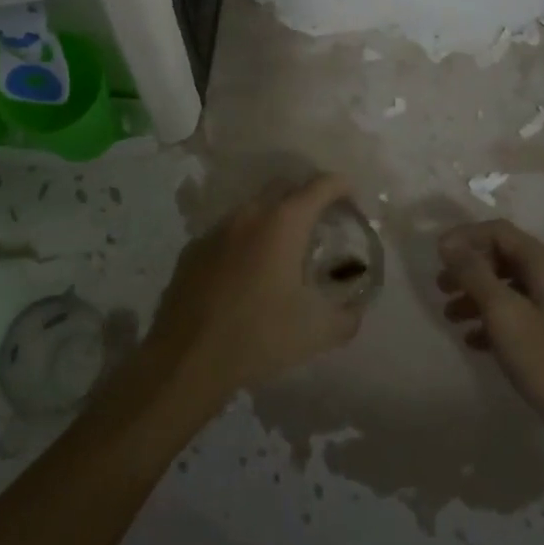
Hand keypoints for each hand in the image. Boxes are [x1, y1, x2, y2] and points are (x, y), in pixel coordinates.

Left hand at [146, 175, 366, 400]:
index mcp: (284, 222)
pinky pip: (228, 233)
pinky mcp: (193, 249)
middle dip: (307, 198)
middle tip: (320, 224)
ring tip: (283, 250)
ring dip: (273, 220)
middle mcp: (250, 213)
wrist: (187, 359)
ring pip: (253, 209)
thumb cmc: (259, 336)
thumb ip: (347, 317)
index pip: (321, 185)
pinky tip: (246, 273)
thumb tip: (356, 310)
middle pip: (285, 188)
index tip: (352, 199)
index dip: (341, 186)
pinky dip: (244, 241)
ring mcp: (218, 228)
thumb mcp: (317, 332)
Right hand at [437, 220, 543, 448]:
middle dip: (468, 268)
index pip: (498, 232)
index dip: (465, 237)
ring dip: (476, 295)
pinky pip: (516, 313)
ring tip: (449, 316)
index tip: (437, 254)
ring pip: (507, 287)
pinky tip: (472, 341)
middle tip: (440, 286)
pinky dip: (491, 320)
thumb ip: (474, 274)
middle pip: (502, 257)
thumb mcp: (503, 313)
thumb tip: (448, 244)